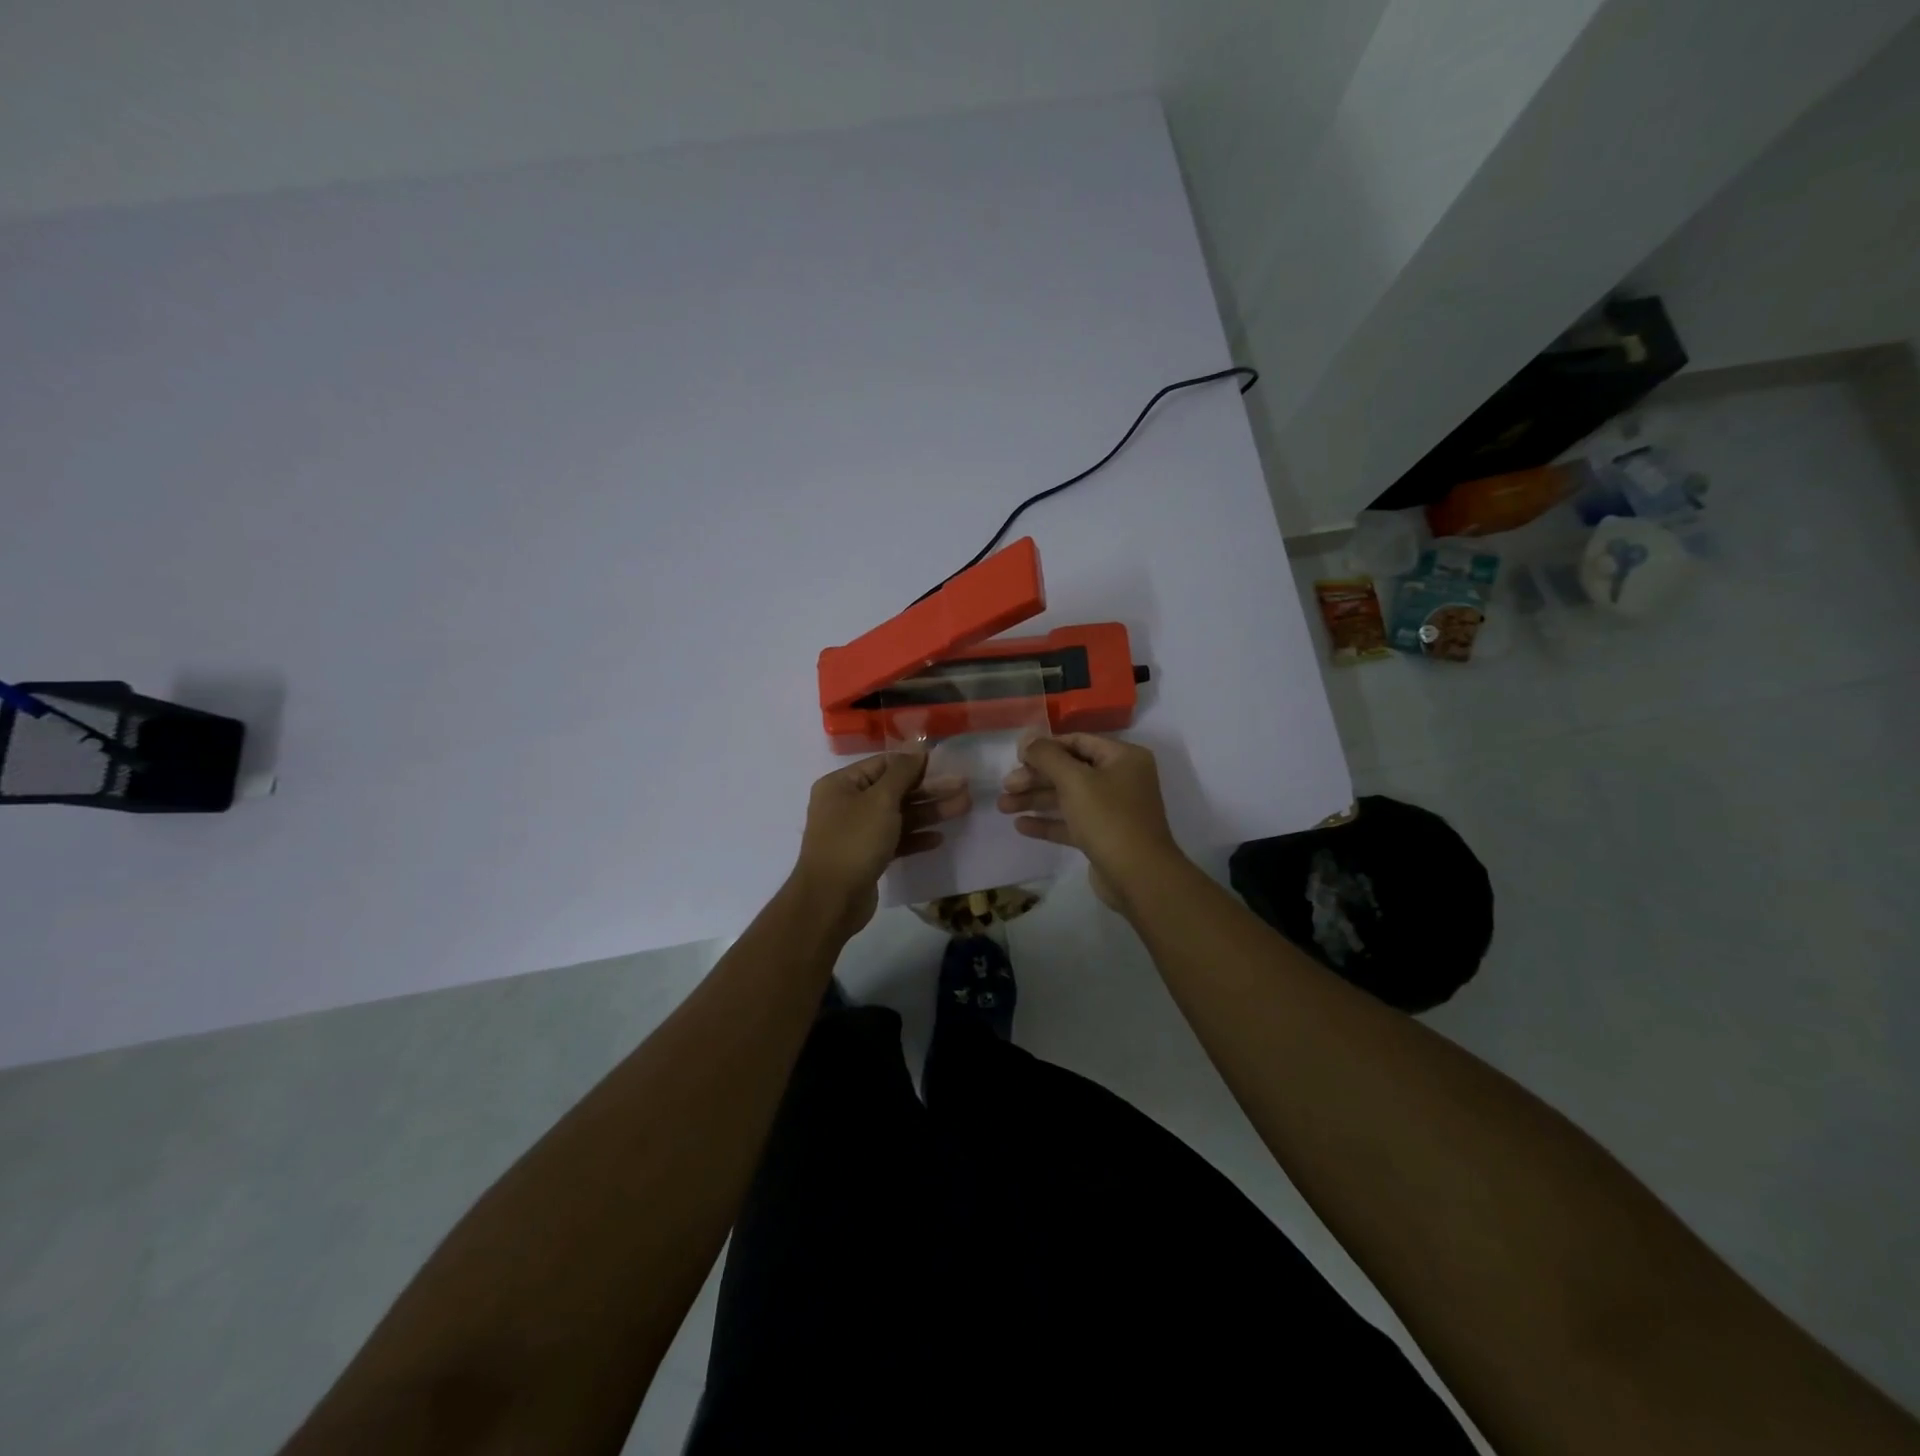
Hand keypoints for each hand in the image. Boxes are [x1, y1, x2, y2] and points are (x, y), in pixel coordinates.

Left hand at [793, 750, 969, 935]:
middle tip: (963, 787)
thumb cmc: (854, 842)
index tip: (946, 764)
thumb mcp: (881, 801)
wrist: (831, 901)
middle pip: (893, 790)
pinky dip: (915, 837)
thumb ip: (902, 772)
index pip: (883, 764)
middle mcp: (846, 804)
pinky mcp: (866, 856)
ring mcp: (856, 832)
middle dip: (928, 789)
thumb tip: (916, 744)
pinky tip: (938, 838)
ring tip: (962, 808)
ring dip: (928, 812)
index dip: (915, 763)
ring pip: (897, 815)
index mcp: (841, 784)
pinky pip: (894, 839)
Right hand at [997, 734, 1184, 912]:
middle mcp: (1120, 779)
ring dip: (1036, 800)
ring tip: (1003, 807)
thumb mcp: (1074, 780)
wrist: (1139, 877)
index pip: (1078, 742)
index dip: (1045, 747)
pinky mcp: (1103, 837)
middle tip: (1005, 786)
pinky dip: (1048, 822)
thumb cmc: (1108, 819)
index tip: (1016, 757)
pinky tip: (1021, 826)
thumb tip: (1026, 736)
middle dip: (1035, 777)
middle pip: (1070, 770)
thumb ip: (1047, 756)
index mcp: (1123, 758)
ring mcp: (1113, 810)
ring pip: (1068, 798)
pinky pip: (1072, 822)